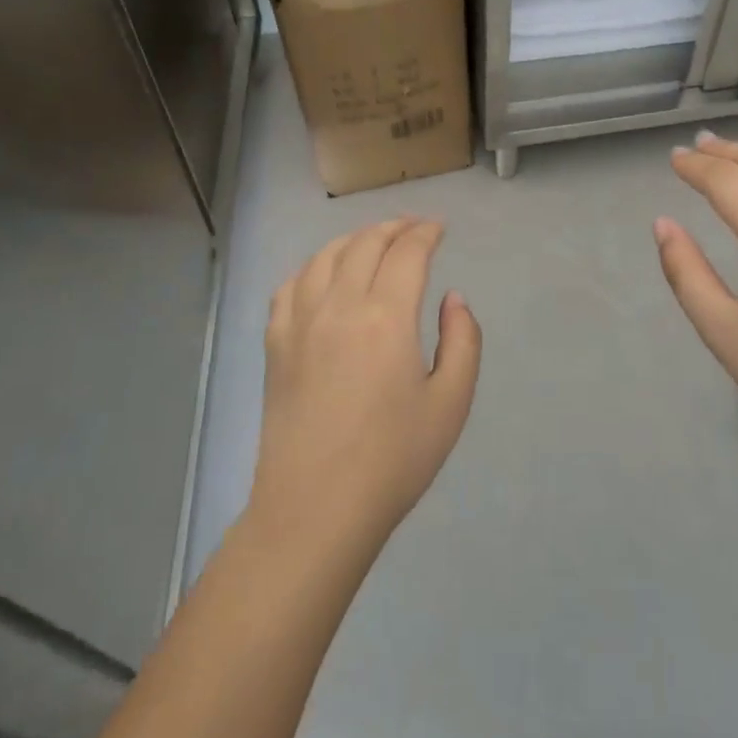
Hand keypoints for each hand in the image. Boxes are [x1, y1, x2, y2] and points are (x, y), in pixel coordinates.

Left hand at [250, 218, 481, 554]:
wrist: (315, 510)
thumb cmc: (394, 460)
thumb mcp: (452, 402)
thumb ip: (462, 340)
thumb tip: (451, 299)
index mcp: (386, 317)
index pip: (407, 252)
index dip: (425, 233)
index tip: (439, 229)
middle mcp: (339, 306)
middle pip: (365, 244)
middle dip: (394, 227)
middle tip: (414, 228)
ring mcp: (300, 323)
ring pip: (325, 257)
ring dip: (354, 239)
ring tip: (372, 241)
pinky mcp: (275, 345)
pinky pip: (290, 286)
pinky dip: (312, 267)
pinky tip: (322, 275)